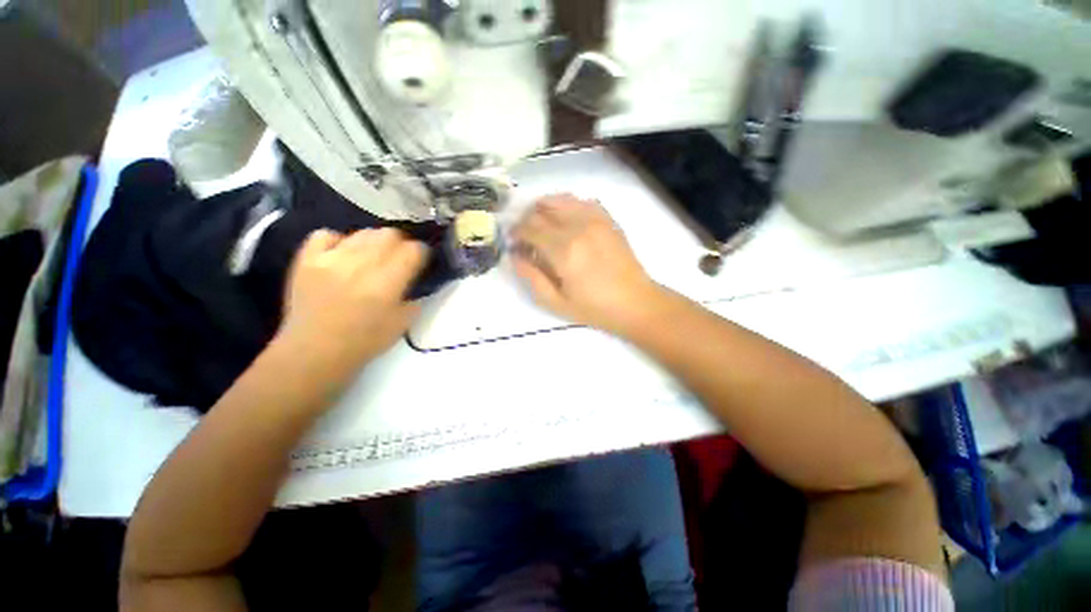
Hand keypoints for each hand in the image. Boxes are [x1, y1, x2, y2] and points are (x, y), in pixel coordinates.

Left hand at [278, 228, 427, 372]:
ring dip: (375, 242)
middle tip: (399, 257)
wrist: (314, 352)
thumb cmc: (365, 342)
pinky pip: (326, 234)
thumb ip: (414, 297)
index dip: (422, 253)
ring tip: (373, 256)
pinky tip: (343, 254)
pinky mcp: (306, 259)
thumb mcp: (403, 323)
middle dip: (401, 244)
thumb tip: (415, 279)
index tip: (422, 260)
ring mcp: (330, 259)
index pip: (413, 250)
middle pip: (390, 234)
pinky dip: (339, 241)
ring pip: (363, 232)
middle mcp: (360, 265)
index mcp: (386, 284)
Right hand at [511, 194, 660, 333]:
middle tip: (524, 234)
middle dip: (526, 219)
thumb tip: (515, 256)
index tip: (512, 241)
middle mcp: (578, 227)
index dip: (516, 232)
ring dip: (544, 207)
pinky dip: (568, 205)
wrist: (635, 302)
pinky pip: (583, 201)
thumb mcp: (557, 302)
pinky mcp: (608, 220)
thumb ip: (532, 277)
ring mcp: (596, 220)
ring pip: (561, 200)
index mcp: (563, 250)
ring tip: (541, 222)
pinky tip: (566, 218)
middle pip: (542, 211)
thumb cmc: (595, 308)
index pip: (530, 228)